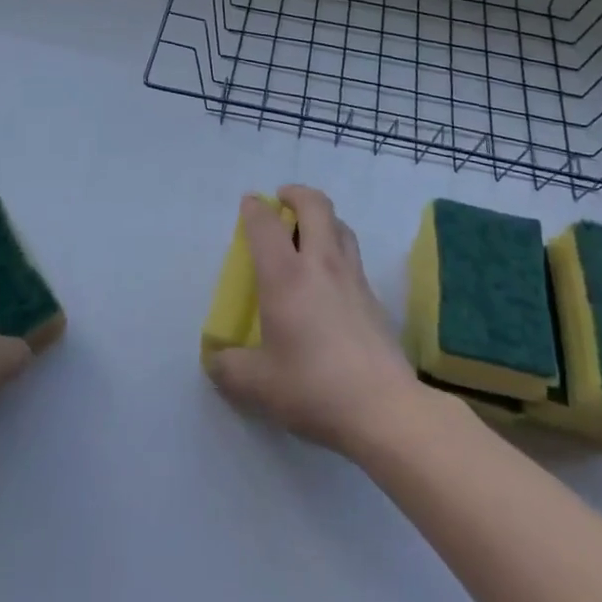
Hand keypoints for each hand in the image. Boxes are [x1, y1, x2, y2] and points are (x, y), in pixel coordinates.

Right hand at [203, 186, 423, 460]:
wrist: (384, 408)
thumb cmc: (314, 387)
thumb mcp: (258, 385)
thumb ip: (230, 369)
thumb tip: (217, 360)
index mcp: (285, 276)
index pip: (266, 224)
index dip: (254, 208)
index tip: (249, 205)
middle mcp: (320, 263)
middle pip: (315, 205)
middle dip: (296, 194)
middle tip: (283, 201)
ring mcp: (353, 277)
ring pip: (340, 225)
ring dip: (322, 218)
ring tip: (309, 233)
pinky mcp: (374, 297)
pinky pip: (353, 256)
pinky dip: (339, 250)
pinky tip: (331, 279)